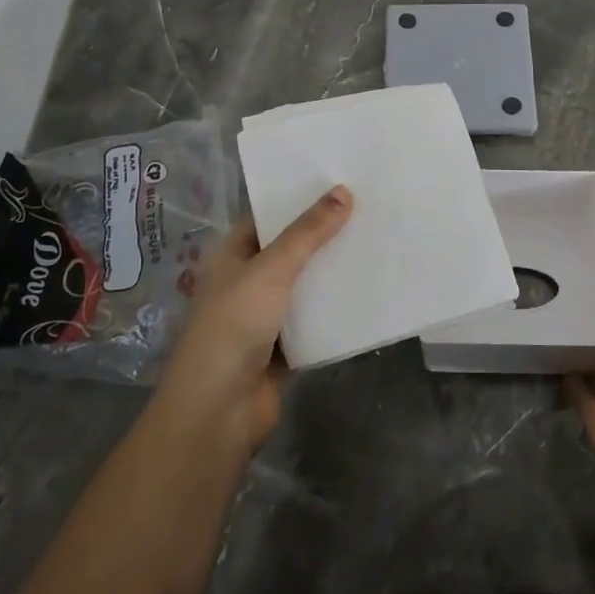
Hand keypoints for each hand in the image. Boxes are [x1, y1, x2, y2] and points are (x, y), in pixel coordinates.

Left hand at [163, 185, 352, 450]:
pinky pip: (315, 320)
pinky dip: (336, 310)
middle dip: (324, 235)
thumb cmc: (233, 327)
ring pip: (305, 285)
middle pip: (290, 250)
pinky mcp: (283, 348)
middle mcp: (245, 282)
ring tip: (375, 243)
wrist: (219, 411)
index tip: (339, 182)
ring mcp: (264, 317)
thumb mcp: (271, 270)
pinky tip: (369, 292)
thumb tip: (343, 191)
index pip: (267, 217)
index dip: (298, 200)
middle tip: (368, 209)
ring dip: (332, 272)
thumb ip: (307, 233)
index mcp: (231, 256)